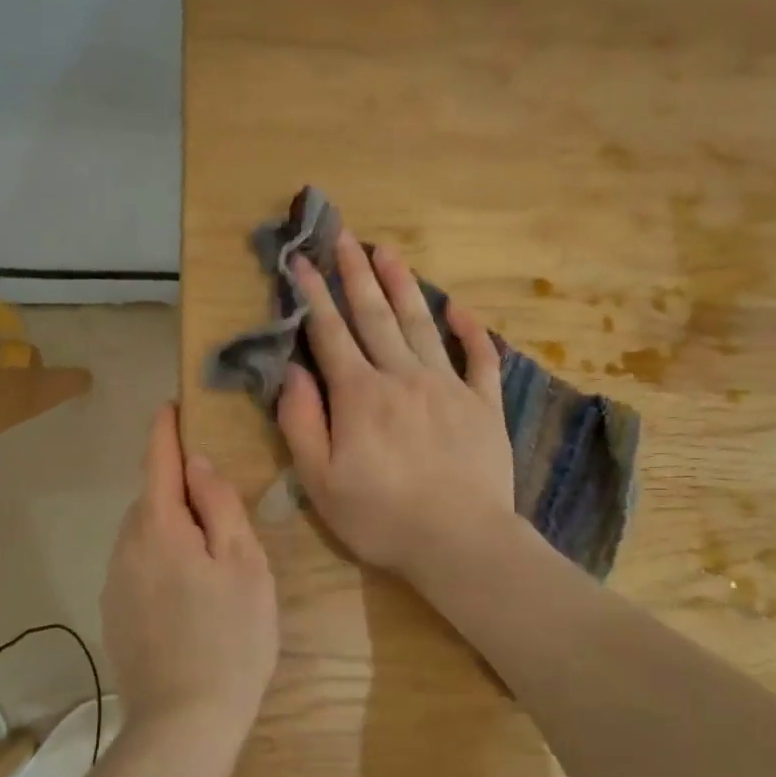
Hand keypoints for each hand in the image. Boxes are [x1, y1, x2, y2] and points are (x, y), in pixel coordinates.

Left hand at [102, 404, 278, 736]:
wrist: (183, 724)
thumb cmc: (230, 638)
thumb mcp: (245, 565)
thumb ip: (220, 506)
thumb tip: (197, 464)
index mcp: (160, 528)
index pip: (158, 462)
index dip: (164, 431)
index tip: (170, 406)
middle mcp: (126, 547)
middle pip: (151, 499)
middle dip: (176, 487)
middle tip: (217, 500)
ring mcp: (114, 583)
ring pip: (142, 534)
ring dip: (169, 526)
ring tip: (207, 552)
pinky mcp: (113, 614)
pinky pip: (136, 565)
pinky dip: (159, 558)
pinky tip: (186, 592)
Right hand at [277, 230, 516, 586]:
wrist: (460, 541)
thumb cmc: (381, 517)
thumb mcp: (320, 481)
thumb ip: (302, 422)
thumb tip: (292, 372)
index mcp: (360, 395)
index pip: (330, 333)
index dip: (314, 295)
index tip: (301, 260)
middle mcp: (402, 376)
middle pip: (375, 315)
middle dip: (356, 273)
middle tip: (345, 235)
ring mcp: (448, 386)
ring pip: (422, 324)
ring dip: (403, 286)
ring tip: (389, 251)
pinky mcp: (483, 405)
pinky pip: (480, 358)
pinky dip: (470, 331)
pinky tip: (460, 308)